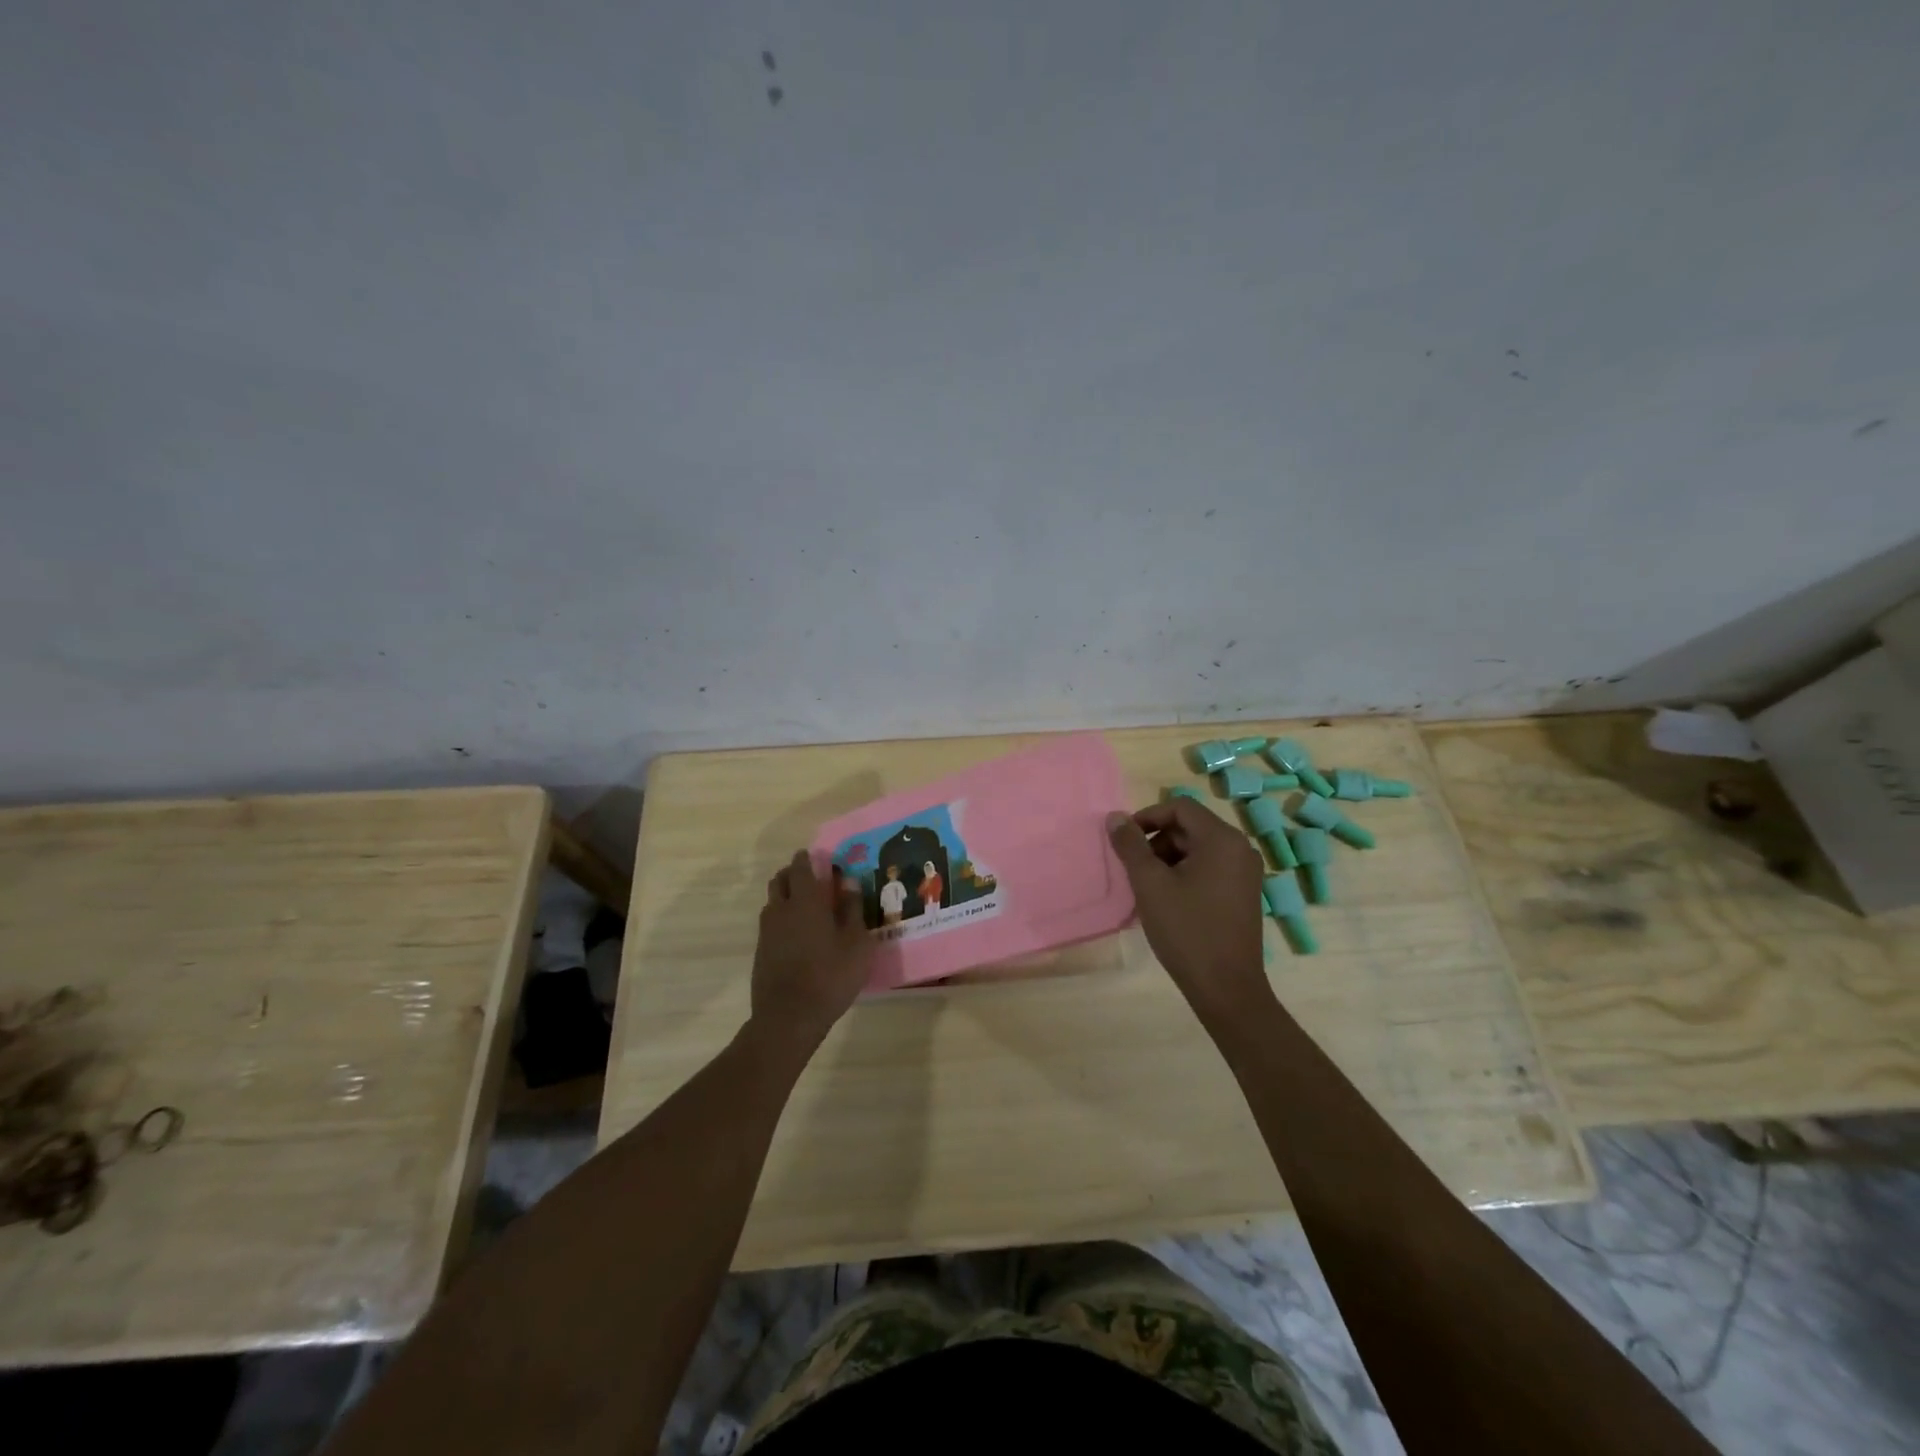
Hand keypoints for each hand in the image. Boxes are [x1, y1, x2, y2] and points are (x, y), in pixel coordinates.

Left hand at [749, 851, 872, 1051]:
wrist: (789, 1017)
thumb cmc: (830, 976)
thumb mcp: (856, 944)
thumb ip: (853, 910)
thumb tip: (849, 883)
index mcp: (806, 902)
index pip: (801, 868)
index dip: (807, 859)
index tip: (816, 857)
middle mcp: (781, 910)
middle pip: (780, 880)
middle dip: (793, 873)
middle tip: (811, 879)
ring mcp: (767, 931)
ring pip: (772, 901)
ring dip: (785, 896)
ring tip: (805, 907)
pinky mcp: (761, 951)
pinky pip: (770, 923)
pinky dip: (781, 919)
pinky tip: (797, 935)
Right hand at [1107, 802, 1270, 1023]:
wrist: (1226, 988)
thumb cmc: (1186, 930)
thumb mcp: (1150, 884)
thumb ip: (1130, 846)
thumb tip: (1115, 817)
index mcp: (1222, 839)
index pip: (1180, 807)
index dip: (1147, 817)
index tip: (1125, 841)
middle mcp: (1240, 849)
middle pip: (1190, 827)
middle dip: (1157, 842)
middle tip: (1134, 869)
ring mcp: (1246, 873)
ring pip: (1198, 849)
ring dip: (1169, 859)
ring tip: (1148, 888)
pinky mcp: (1244, 894)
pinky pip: (1210, 868)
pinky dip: (1185, 874)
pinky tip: (1168, 901)